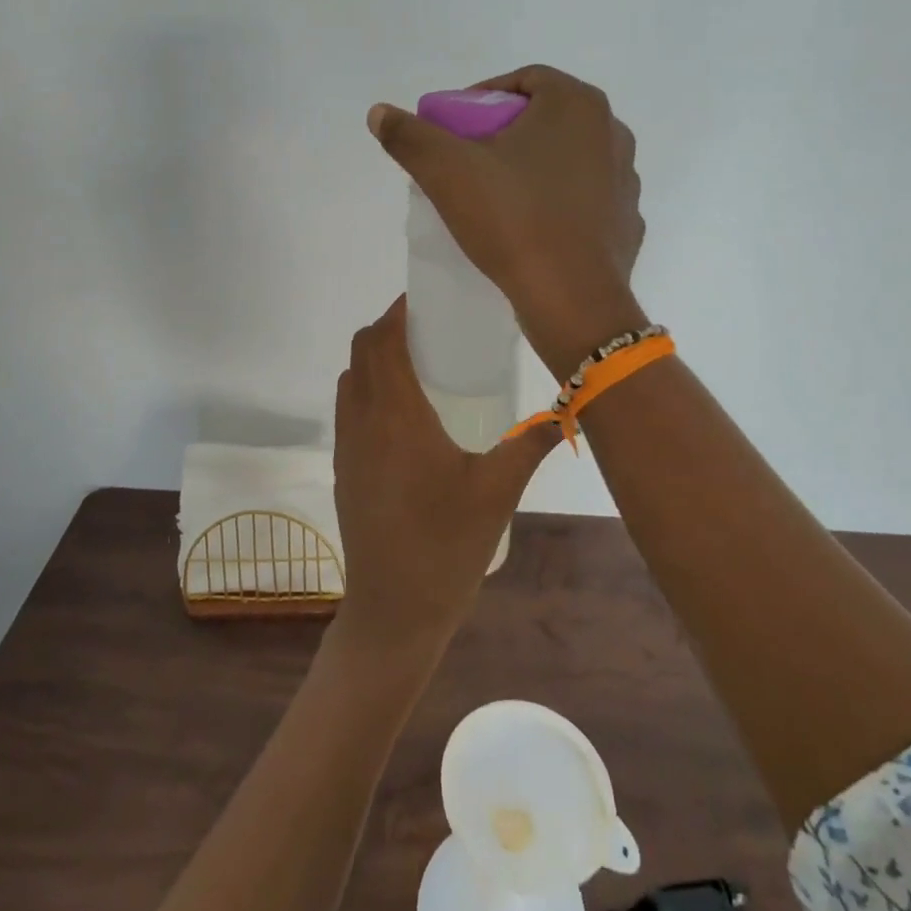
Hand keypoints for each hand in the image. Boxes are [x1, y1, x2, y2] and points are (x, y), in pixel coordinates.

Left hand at [331, 296, 560, 654]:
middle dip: (388, 329)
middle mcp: (362, 422)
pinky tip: (407, 411)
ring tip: (420, 363)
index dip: (397, 311)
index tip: (427, 300)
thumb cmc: (446, 547)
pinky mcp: (343, 469)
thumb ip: (530, 443)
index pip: (381, 341)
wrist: (393, 611)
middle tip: (431, 328)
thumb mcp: (497, 492)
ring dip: (375, 359)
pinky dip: (369, 388)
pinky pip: (349, 408)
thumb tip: (567, 409)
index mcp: (395, 416)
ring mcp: (347, 446)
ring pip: (350, 380)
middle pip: (361, 353)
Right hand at [368, 65, 647, 378]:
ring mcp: (626, 180)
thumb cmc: (513, 221)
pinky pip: (585, 200)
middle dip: (505, 134)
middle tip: (469, 162)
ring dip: (534, 168)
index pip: (524, 80)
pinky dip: (558, 204)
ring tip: (498, 198)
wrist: (572, 300)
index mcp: (577, 105)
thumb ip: (409, 136)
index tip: (454, 129)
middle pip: (547, 119)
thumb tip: (379, 113)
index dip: (481, 99)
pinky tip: (532, 228)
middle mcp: (612, 133)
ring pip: (569, 160)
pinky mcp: (627, 223)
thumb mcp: (446, 172)